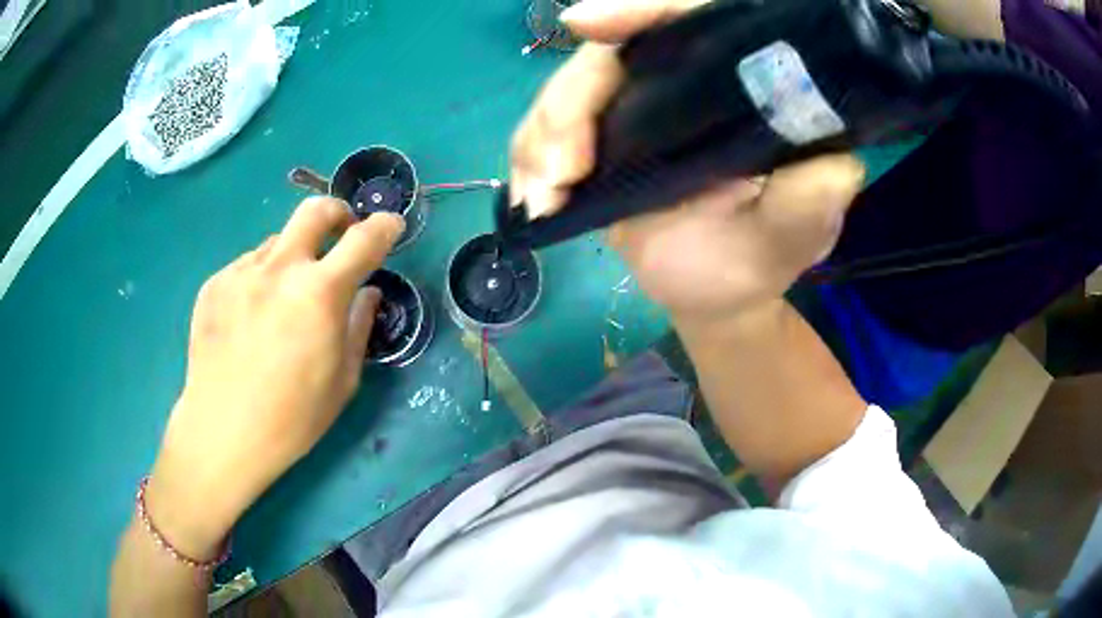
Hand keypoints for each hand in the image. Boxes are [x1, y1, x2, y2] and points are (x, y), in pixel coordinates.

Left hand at [146, 198, 403, 557]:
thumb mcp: (343, 381)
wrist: (223, 430)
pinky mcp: (214, 283)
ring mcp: (242, 272)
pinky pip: (247, 268)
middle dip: (337, 213)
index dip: (385, 226)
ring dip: (292, 258)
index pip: (365, 240)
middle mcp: (280, 269)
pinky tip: (251, 320)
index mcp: (320, 293)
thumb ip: (359, 326)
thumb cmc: (293, 417)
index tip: (391, 226)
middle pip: (315, 210)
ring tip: (283, 300)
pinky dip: (260, 281)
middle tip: (340, 234)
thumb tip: (367, 292)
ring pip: (277, 243)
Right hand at [510, 0, 863, 326]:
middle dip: (572, 101)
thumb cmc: (767, 253)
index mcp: (738, 83)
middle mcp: (683, 81)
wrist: (722, 291)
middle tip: (564, 166)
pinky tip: (534, 199)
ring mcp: (635, 108)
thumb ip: (816, 195)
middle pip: (612, 55)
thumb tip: (829, 159)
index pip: (691, 21)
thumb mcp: (803, 227)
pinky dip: (529, 159)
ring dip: (542, 136)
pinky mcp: (601, 139)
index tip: (587, 22)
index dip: (639, 11)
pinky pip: (548, 131)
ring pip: (569, 91)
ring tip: (545, 194)